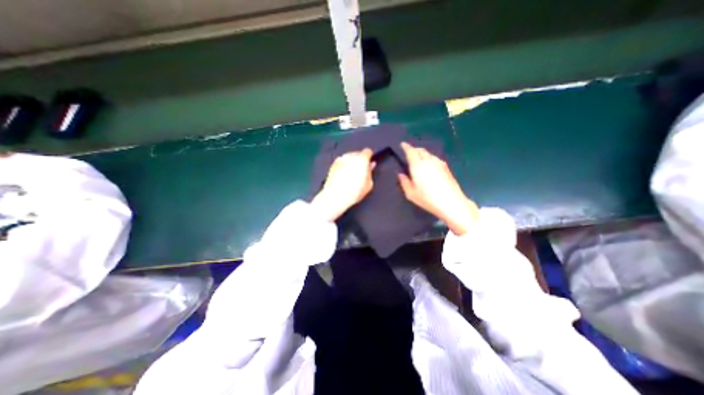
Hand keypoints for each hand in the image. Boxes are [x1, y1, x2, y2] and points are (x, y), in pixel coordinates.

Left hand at [312, 148, 376, 220]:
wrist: (335, 196)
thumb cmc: (354, 191)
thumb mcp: (369, 184)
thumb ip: (370, 172)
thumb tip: (370, 166)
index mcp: (361, 159)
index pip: (367, 151)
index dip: (369, 157)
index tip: (369, 163)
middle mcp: (350, 156)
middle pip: (357, 154)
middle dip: (360, 160)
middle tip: (360, 170)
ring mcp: (340, 159)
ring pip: (349, 157)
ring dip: (351, 162)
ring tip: (351, 174)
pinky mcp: (333, 164)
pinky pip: (341, 162)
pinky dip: (344, 165)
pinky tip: (344, 175)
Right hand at [395, 142, 478, 234]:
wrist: (451, 202)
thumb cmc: (428, 199)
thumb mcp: (411, 193)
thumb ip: (404, 182)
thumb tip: (400, 174)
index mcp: (418, 166)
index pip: (411, 151)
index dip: (406, 147)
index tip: (402, 144)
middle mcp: (429, 161)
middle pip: (420, 150)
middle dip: (414, 149)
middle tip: (409, 152)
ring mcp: (439, 163)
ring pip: (428, 154)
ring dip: (422, 154)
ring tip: (418, 159)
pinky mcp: (446, 167)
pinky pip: (434, 158)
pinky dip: (429, 158)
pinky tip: (428, 166)